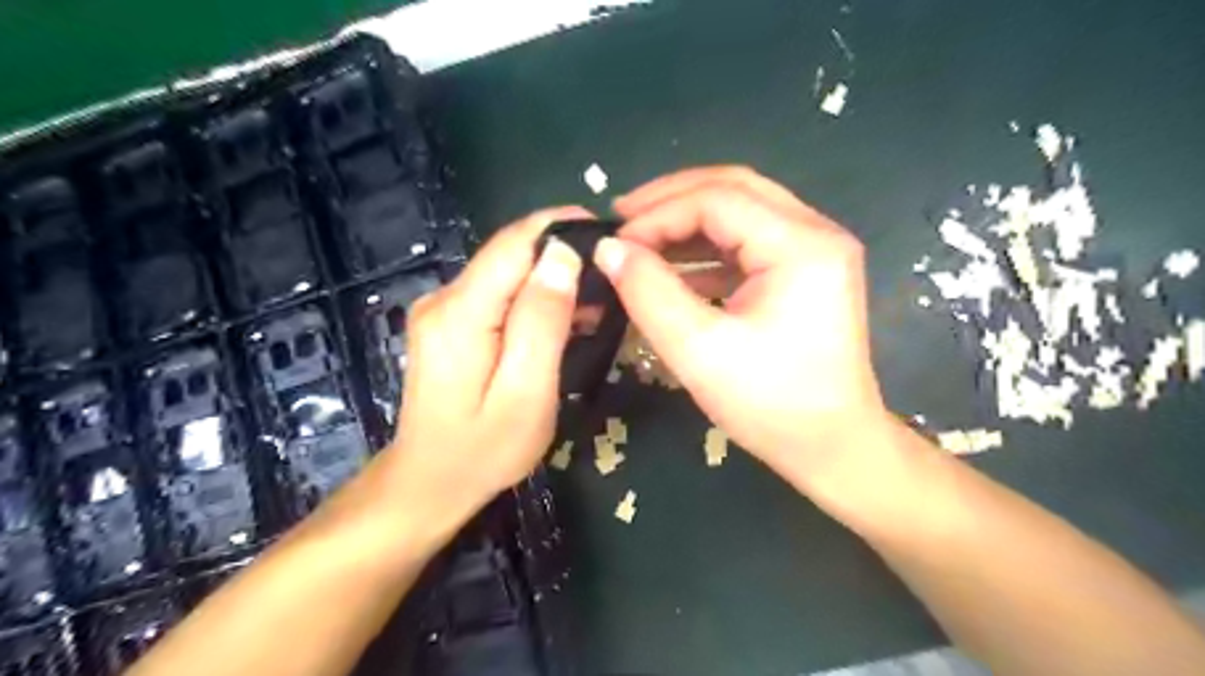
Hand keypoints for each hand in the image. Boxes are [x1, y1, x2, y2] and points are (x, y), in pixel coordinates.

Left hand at [379, 205, 587, 521]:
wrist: (429, 483)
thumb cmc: (483, 450)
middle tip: (612, 283)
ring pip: (508, 273)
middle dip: (563, 257)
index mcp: (460, 312)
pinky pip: (499, 295)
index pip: (515, 242)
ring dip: (552, 281)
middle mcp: (444, 297)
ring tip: (597, 306)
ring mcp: (442, 310)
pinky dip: (534, 300)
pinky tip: (563, 323)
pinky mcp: (449, 324)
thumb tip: (563, 255)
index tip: (609, 235)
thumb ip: (542, 321)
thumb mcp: (525, 392)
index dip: (562, 227)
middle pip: (511, 254)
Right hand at [594, 168, 891, 493]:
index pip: (718, 199)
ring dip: (688, 222)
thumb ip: (648, 292)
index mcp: (800, 245)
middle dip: (672, 199)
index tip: (615, 242)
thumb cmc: (770, 405)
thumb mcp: (698, 350)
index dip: (658, 214)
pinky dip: (707, 250)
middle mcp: (815, 233)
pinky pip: (748, 243)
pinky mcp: (805, 274)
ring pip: (741, 213)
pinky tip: (673, 269)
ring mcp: (814, 252)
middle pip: (734, 189)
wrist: (832, 449)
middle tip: (622, 218)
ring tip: (640, 240)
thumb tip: (608, 249)